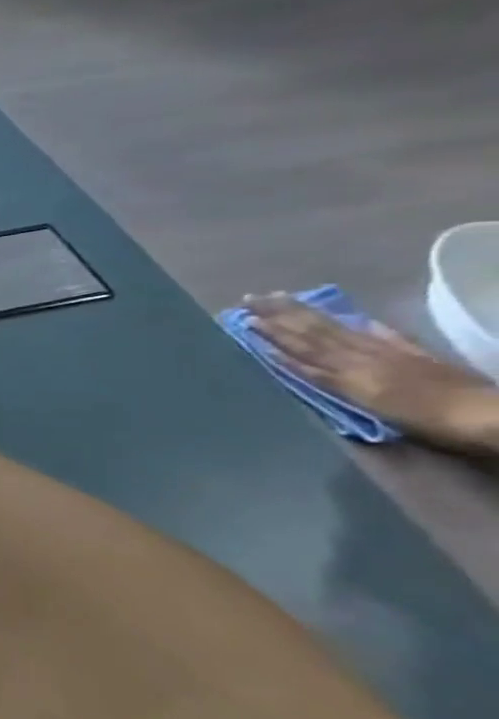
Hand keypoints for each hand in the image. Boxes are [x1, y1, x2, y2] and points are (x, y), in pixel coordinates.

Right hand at [245, 294, 498, 454]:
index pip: (301, 345)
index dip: (272, 332)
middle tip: (252, 298)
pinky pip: (379, 335)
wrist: (487, 415)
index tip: (244, 317)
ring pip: (338, 330)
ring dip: (306, 314)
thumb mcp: (369, 403)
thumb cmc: (426, 420)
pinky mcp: (412, 355)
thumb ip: (328, 379)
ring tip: (282, 298)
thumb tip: (287, 356)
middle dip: (281, 315)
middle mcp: (363, 355)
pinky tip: (349, 317)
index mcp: (350, 368)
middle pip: (314, 332)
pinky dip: (360, 325)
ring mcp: (388, 352)